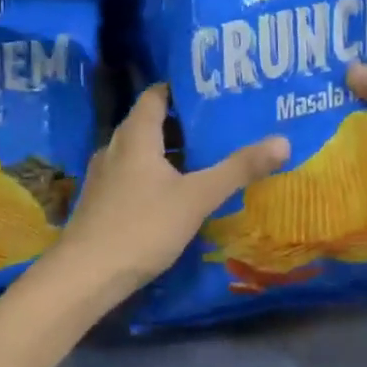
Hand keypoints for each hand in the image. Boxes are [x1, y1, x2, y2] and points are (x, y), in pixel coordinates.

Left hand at [44, 84, 288, 305]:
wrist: (83, 278)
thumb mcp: (197, 197)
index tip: (210, 89)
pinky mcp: (101, 203)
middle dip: (181, 122)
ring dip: (168, 152)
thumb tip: (282, 140)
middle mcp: (115, 148)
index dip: (179, 88)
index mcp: (135, 136)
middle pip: (149, 123)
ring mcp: (104, 178)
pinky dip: (154, 175)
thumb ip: (238, 169)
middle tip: (217, 123)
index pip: (155, 95)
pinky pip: (132, 176)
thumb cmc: (141, 227)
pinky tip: (174, 193)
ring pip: (140, 152)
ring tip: (203, 156)